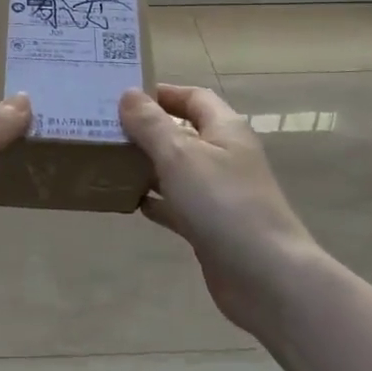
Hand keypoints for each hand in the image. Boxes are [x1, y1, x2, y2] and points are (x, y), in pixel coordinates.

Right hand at [119, 84, 319, 334]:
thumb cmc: (223, 204)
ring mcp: (219, 193)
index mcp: (225, 130)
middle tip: (106, 128)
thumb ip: (151, 125)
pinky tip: (128, 201)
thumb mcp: (180, 156)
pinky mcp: (211, 226)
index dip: (162, 93)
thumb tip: (128, 94)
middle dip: (147, 129)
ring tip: (108, 161)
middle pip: (183, 132)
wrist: (266, 277)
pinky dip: (155, 200)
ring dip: (147, 165)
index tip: (123, 95)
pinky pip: (177, 204)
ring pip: (177, 170)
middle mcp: (225, 156)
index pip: (194, 97)